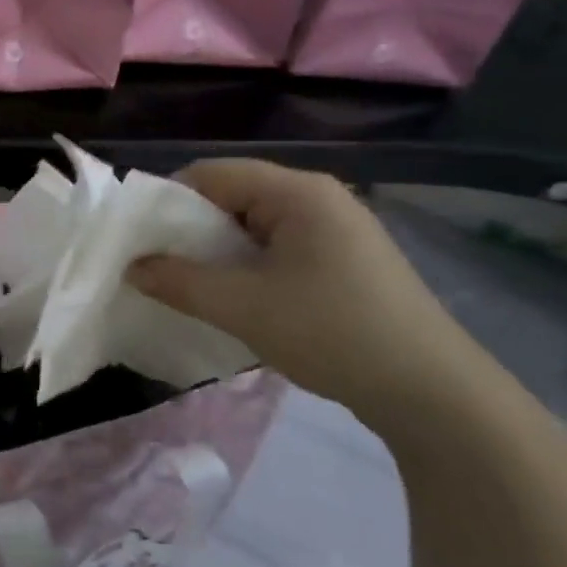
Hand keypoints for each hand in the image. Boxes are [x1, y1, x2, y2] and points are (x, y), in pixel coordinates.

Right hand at [127, 161, 494, 426]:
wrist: (433, 393)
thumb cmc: (332, 332)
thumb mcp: (243, 307)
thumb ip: (180, 282)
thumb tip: (133, 267)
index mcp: (297, 192)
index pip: (213, 173)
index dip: (169, 200)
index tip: (140, 238)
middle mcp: (319, 198)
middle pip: (235, 195)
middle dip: (192, 229)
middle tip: (160, 266)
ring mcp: (338, 229)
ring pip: (256, 225)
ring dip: (220, 252)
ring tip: (193, 286)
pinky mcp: (348, 260)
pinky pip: (281, 248)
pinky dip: (250, 266)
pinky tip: (239, 299)